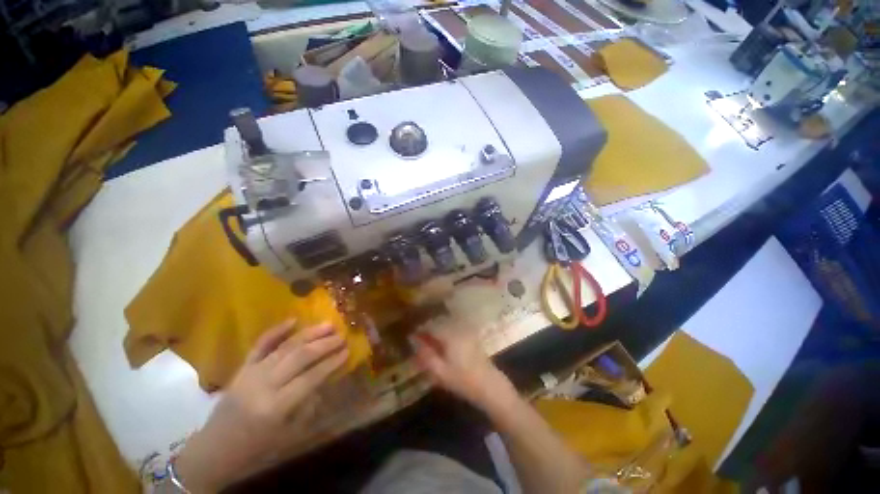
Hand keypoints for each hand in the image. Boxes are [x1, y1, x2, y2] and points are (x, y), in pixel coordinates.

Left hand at [175, 320, 348, 492]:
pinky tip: (293, 320)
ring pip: (285, 347)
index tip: (347, 351)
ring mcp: (251, 372)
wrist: (215, 448)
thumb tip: (324, 378)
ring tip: (328, 324)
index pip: (311, 377)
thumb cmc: (256, 447)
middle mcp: (264, 385)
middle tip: (341, 335)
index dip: (331, 362)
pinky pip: (260, 345)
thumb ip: (308, 405)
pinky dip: (276, 331)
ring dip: (309, 334)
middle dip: (324, 344)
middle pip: (299, 357)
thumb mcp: (288, 434)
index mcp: (276, 406)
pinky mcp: (243, 367)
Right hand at [413, 328, 514, 410]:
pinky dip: (447, 334)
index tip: (412, 336)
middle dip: (429, 330)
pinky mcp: (472, 336)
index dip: (420, 330)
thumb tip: (415, 344)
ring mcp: (467, 332)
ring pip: (447, 326)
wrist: (490, 385)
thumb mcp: (441, 372)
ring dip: (438, 332)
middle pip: (439, 324)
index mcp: (450, 335)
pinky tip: (444, 345)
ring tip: (430, 343)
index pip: (431, 326)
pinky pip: (455, 330)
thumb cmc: (464, 380)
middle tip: (420, 340)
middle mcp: (458, 329)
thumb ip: (426, 357)